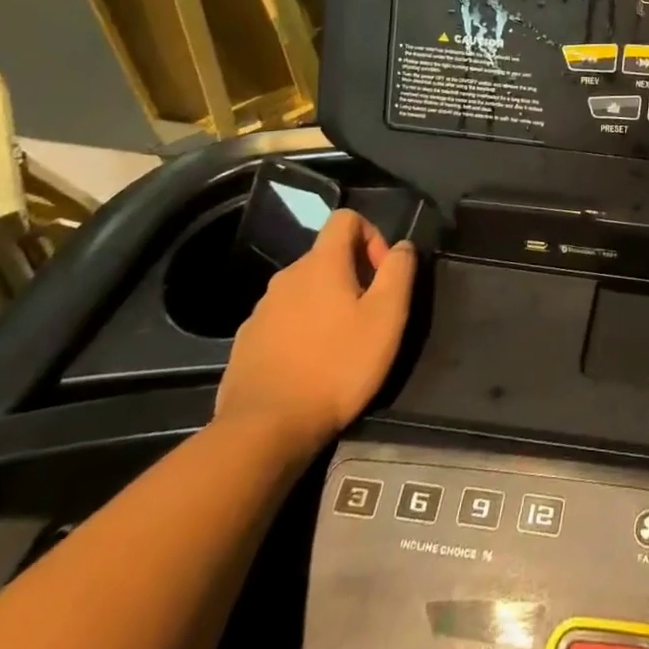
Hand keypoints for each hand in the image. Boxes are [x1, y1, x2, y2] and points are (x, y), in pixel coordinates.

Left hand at [213, 209, 415, 457]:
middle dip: (353, 274)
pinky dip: (302, 328)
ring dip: (327, 303)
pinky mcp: (246, 342)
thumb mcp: (387, 317)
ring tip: (342, 343)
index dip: (372, 235)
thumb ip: (399, 271)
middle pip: (326, 256)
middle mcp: (286, 277)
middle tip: (370, 315)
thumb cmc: (337, 366)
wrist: (264, 430)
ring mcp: (261, 310)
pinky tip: (311, 364)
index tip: (382, 274)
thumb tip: (402, 245)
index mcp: (321, 264)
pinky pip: (283, 319)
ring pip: (304, 289)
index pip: (346, 218)